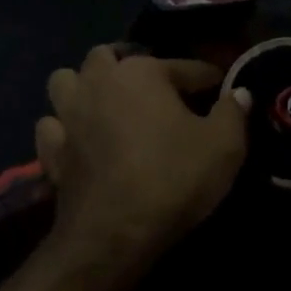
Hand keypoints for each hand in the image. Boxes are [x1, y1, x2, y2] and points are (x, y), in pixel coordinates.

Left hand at [35, 46, 250, 282]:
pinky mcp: (51, 149)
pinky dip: (64, 127)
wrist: (114, 234)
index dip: (209, 79)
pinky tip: (80, 139)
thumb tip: (239, 92)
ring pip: (67, 81)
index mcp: (141, 72)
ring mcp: (68, 114)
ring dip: (85, 86)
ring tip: (107, 104)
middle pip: (110, 57)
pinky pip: (52, 125)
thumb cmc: (173, 180)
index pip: (185, 67)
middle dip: (131, 66)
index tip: (222, 91)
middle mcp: (98, 82)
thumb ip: (233, 112)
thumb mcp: (224, 147)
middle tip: (155, 91)